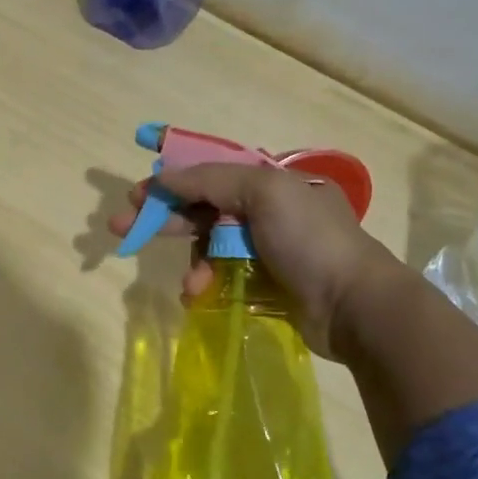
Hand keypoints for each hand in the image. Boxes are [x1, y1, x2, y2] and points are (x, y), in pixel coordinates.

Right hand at [108, 163, 412, 358]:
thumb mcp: (264, 193)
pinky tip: (198, 295)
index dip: (171, 178)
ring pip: (207, 247)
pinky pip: (220, 276)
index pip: (209, 171)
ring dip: (192, 261)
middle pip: (201, 208)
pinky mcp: (263, 284)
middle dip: (163, 217)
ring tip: (191, 283)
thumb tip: (164, 177)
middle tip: (121, 228)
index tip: (136, 190)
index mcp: (268, 182)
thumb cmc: (310, 240)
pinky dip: (206, 283)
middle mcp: (265, 211)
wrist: (356, 306)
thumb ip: (210, 180)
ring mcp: (264, 250)